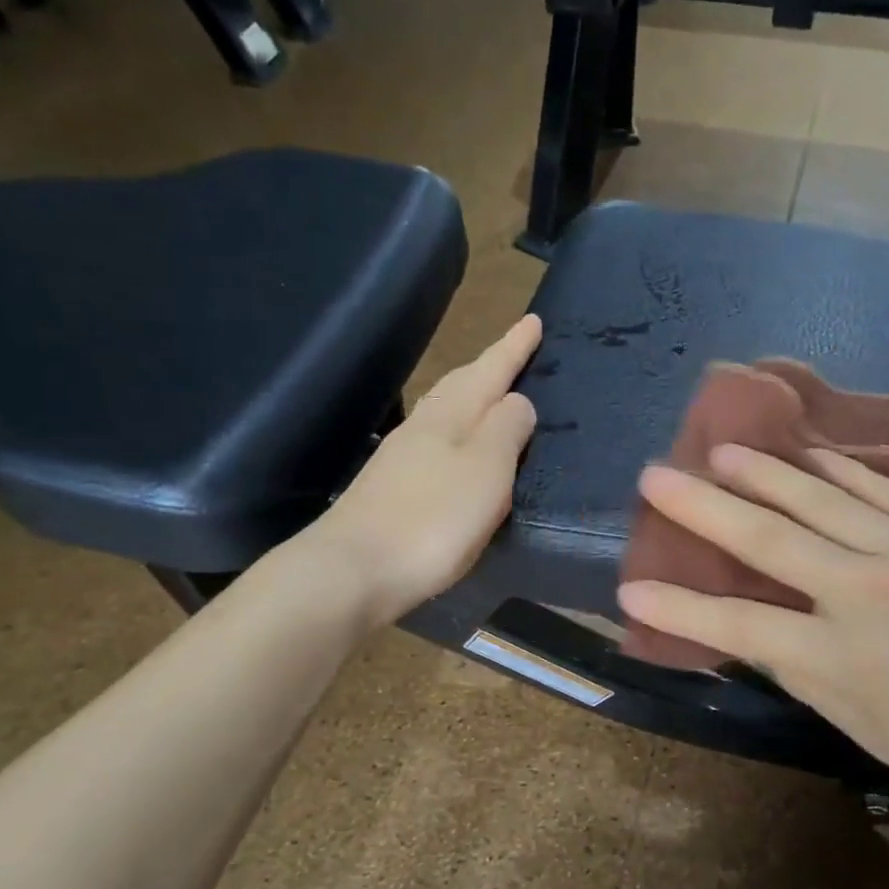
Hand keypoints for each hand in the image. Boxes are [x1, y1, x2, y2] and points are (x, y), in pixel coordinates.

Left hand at [283, 315, 541, 626]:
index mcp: (452, 416)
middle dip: (491, 366)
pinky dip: (457, 432)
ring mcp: (402, 456)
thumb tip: (518, 400)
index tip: (533, 319)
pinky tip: (458, 449)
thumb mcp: (486, 470)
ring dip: (472, 397)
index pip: (491, 370)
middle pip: (462, 384)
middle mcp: (424, 426)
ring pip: (445, 411)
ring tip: (492, 395)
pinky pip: (435, 441)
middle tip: (516, 351)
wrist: (354, 569)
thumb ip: (507, 430)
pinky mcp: (392, 487)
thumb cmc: (432, 519)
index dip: (514, 347)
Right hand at [617, 444, 888, 832]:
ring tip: (722, 451)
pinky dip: (840, 470)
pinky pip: (882, 488)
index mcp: (841, 658)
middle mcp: (864, 591)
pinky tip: (812, 454)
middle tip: (654, 475)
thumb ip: (813, 679)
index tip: (627, 591)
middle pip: (765, 538)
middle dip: (700, 507)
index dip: (676, 608)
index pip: (735, 625)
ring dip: (763, 472)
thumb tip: (767, 638)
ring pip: (819, 497)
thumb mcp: (877, 735)